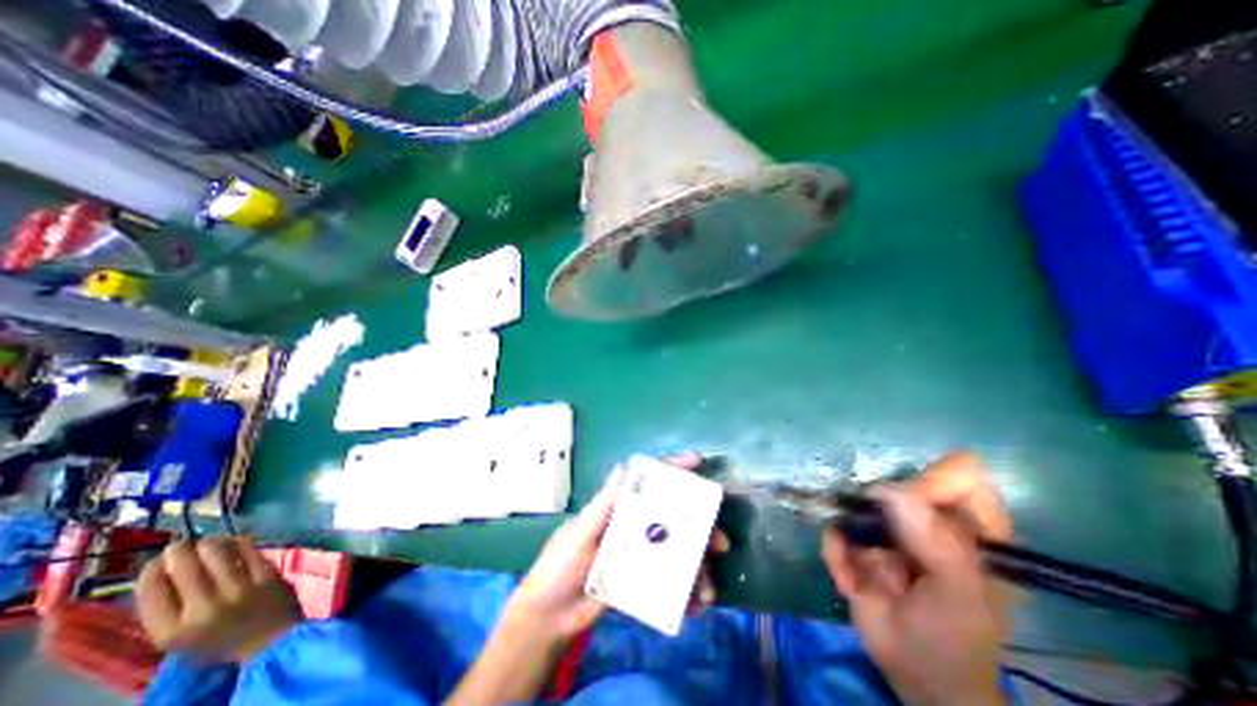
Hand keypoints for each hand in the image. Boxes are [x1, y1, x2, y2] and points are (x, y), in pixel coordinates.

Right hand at [138, 540, 300, 660]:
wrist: (270, 641)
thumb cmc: (220, 642)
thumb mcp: (178, 639)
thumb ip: (167, 611)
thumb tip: (161, 571)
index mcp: (171, 631)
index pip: (151, 592)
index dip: (152, 571)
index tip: (156, 562)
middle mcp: (203, 608)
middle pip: (185, 568)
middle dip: (179, 551)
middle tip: (181, 545)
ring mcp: (240, 589)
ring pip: (217, 553)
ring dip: (208, 543)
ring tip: (206, 542)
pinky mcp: (267, 575)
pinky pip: (248, 550)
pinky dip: (238, 541)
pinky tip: (233, 540)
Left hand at [504, 454, 732, 642]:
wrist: (549, 618)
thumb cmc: (558, 568)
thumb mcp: (577, 534)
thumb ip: (600, 506)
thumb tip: (621, 468)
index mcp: (618, 509)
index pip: (647, 483)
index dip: (672, 470)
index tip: (697, 462)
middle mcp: (633, 526)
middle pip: (672, 517)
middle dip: (700, 527)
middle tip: (719, 543)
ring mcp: (639, 554)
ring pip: (676, 551)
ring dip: (697, 566)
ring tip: (707, 590)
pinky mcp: (641, 580)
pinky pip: (669, 581)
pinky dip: (685, 592)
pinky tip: (694, 606)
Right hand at [822, 453, 1012, 704]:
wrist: (913, 676)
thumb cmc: (953, 638)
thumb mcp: (959, 595)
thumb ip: (935, 541)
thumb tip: (887, 489)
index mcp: (970, 529)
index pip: (960, 477)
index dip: (933, 482)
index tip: (909, 501)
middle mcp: (926, 521)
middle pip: (898, 486)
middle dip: (880, 512)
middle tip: (883, 551)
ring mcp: (886, 530)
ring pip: (856, 506)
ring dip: (852, 537)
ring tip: (863, 573)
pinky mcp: (855, 542)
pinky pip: (835, 532)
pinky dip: (836, 555)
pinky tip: (850, 583)